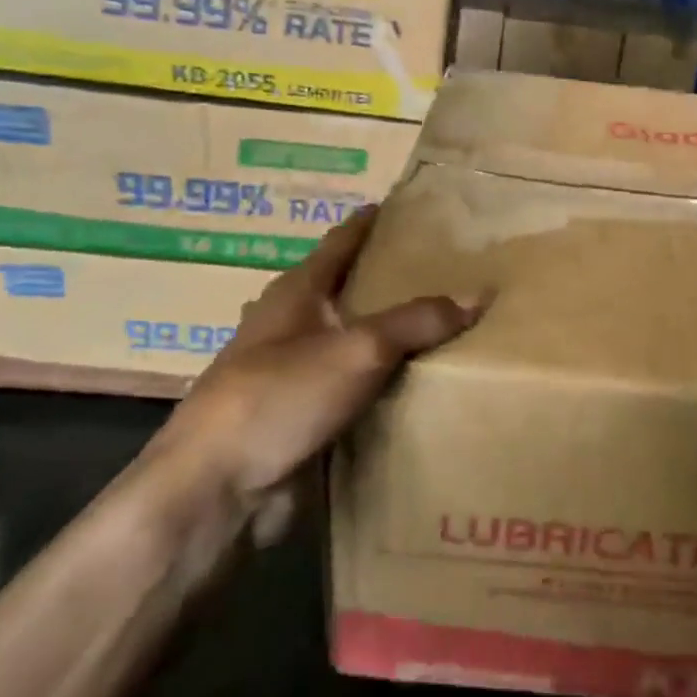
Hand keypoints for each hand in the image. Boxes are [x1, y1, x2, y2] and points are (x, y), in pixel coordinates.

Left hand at [148, 209, 481, 527]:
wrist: (217, 490)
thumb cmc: (279, 396)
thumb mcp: (358, 349)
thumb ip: (418, 321)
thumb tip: (480, 294)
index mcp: (296, 292)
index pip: (341, 241)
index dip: (371, 221)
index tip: (408, 206)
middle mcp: (291, 324)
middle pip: (348, 289)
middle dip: (390, 279)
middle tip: (447, 269)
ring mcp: (292, 372)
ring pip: (353, 339)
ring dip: (390, 332)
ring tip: (444, 323)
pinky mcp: (300, 415)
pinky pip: (354, 385)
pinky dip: (383, 378)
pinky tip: (418, 382)